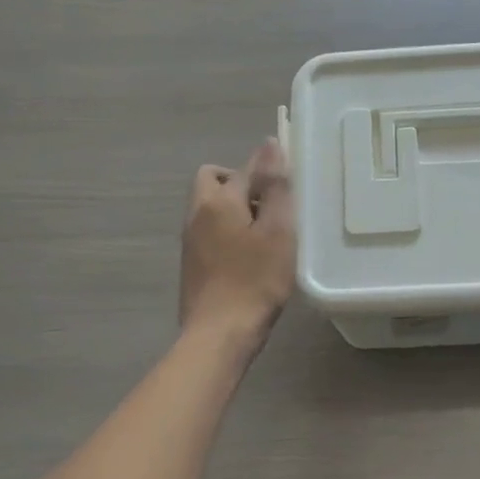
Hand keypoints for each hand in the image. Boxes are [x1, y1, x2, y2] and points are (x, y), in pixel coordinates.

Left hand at [179, 138, 296, 353]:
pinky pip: (209, 230)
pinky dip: (227, 230)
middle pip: (214, 180)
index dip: (268, 167)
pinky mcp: (191, 263)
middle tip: (270, 206)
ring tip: (264, 233)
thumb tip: (270, 144)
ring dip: (234, 208)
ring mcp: (190, 240)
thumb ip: (274, 186)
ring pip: (210, 206)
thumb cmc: (255, 281)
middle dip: (241, 183)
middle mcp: (196, 213)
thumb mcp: (276, 231)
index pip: (245, 167)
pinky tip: (248, 255)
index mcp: (218, 201)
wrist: (219, 334)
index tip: (289, 179)